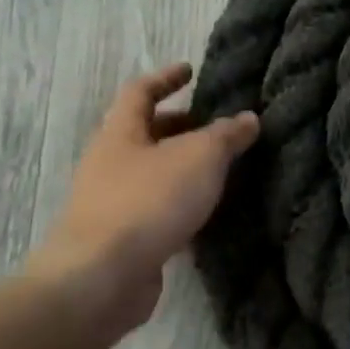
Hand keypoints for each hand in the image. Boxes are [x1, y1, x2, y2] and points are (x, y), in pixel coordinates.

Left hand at [27, 63, 260, 331]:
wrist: (101, 278)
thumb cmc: (149, 201)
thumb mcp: (200, 157)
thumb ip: (227, 135)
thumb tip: (248, 119)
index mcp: (120, 134)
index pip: (140, 92)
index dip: (166, 78)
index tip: (191, 70)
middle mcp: (110, 163)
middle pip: (146, 133)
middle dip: (181, 126)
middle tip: (219, 125)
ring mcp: (112, 202)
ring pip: (154, 172)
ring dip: (185, 166)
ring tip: (225, 167)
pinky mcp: (123, 238)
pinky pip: (158, 207)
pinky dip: (183, 201)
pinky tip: (209, 209)